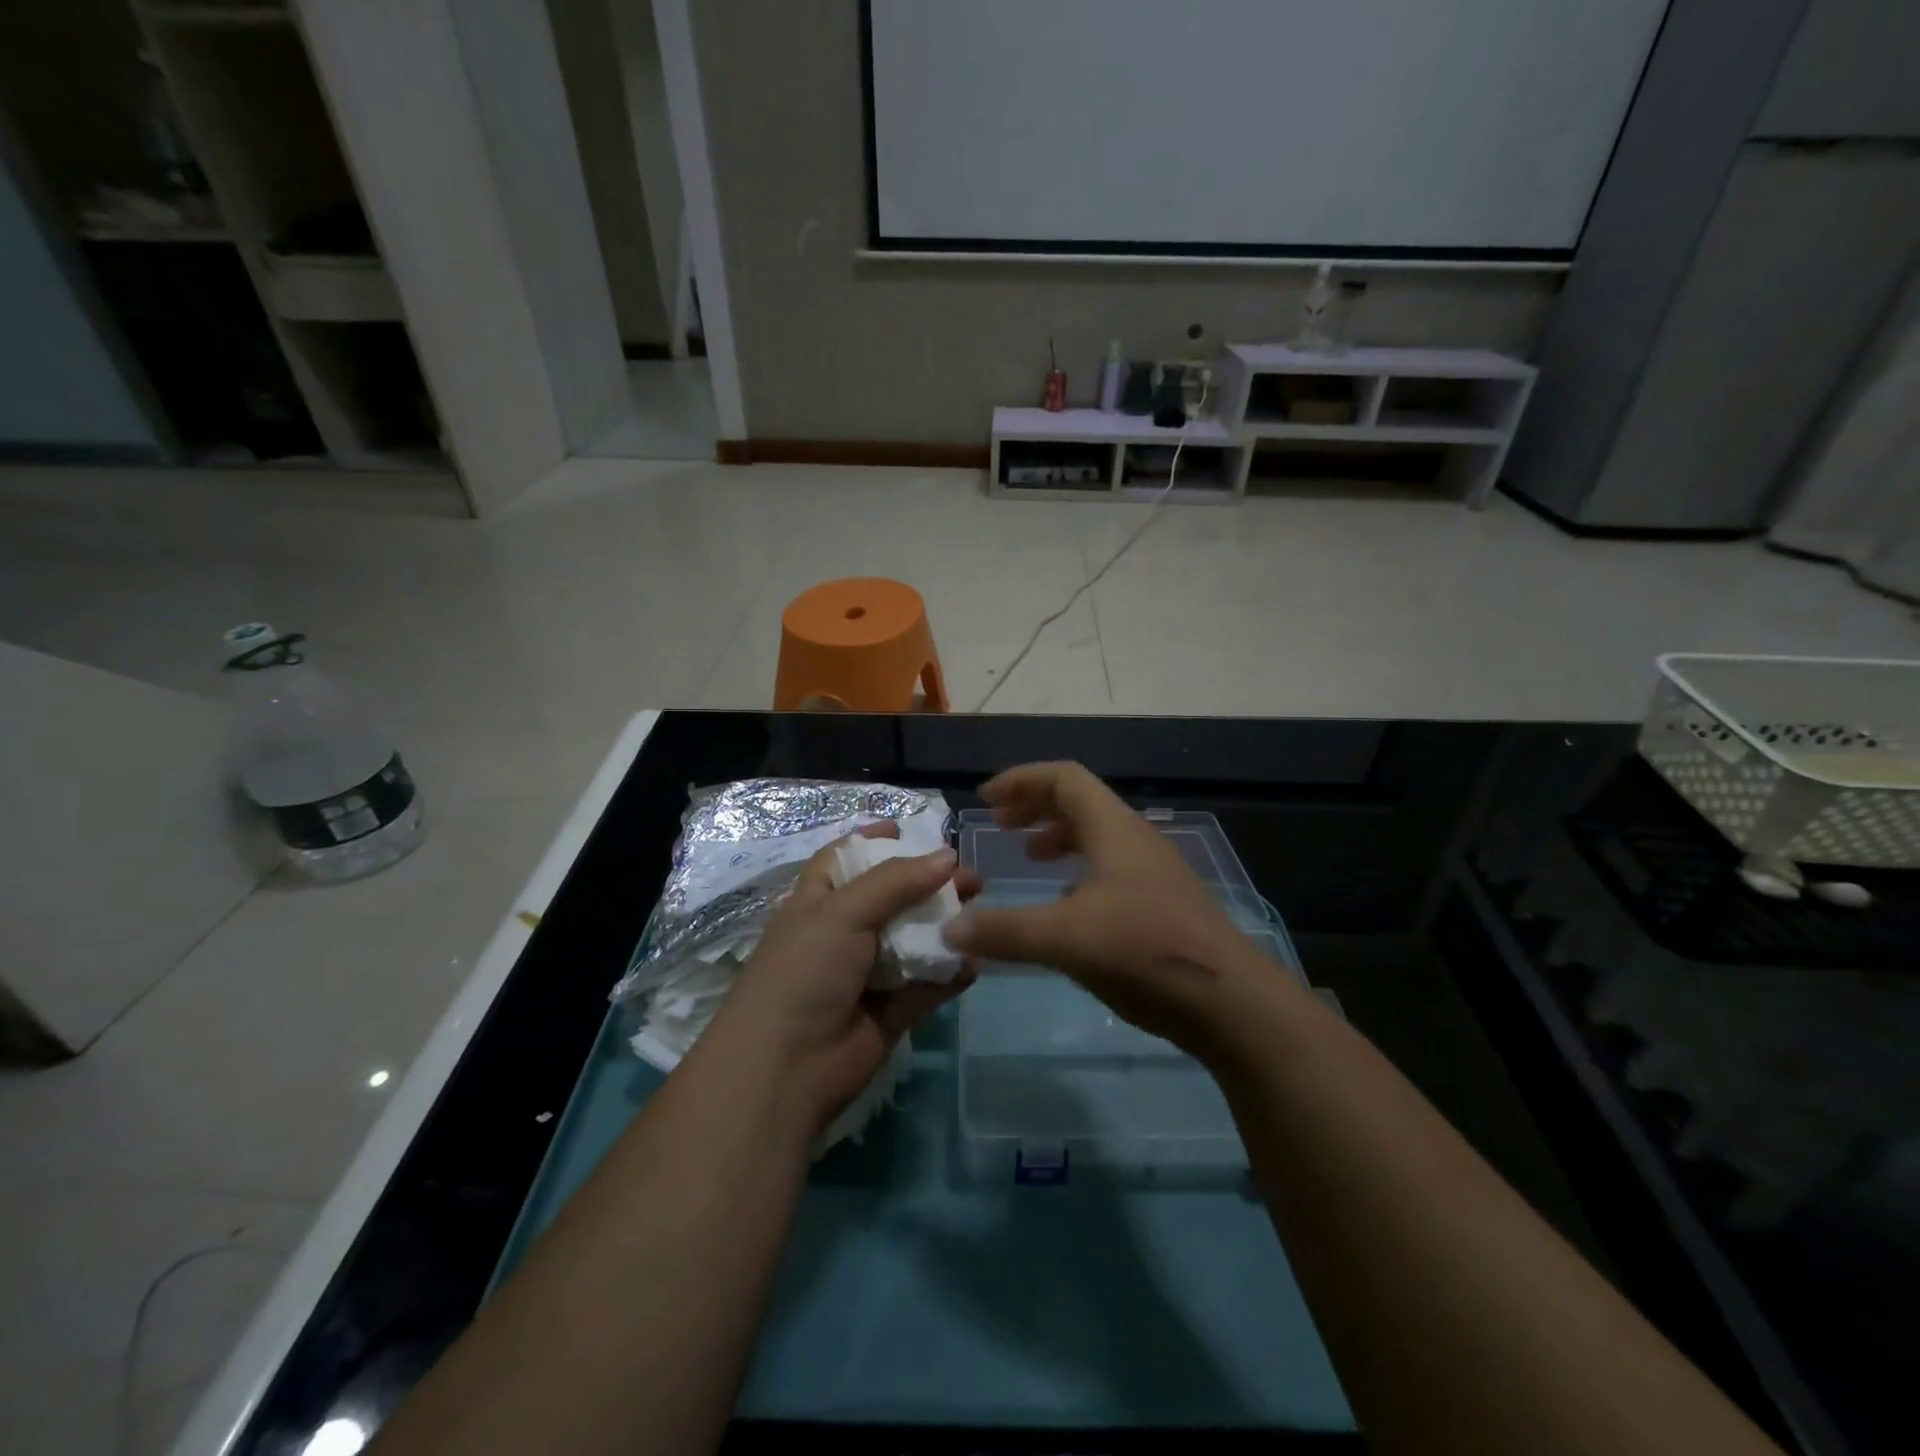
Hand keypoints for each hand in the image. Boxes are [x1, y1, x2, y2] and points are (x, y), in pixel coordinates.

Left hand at [712, 823, 977, 1136]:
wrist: (786, 1068)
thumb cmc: (805, 971)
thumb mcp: (842, 911)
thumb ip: (896, 881)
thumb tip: (947, 856)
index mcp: (817, 903)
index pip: (845, 860)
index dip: (873, 840)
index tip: (908, 826)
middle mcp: (842, 934)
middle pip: (892, 898)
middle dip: (929, 884)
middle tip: (970, 876)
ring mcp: (867, 975)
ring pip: (914, 941)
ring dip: (946, 927)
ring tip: (981, 910)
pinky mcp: (890, 1013)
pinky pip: (927, 985)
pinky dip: (950, 974)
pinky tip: (974, 961)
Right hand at [941, 761, 1279, 1056]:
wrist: (1230, 1001)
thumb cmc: (1145, 951)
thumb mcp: (1065, 938)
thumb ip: (1005, 931)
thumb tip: (950, 928)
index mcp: (1113, 828)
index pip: (1064, 778)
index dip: (1022, 780)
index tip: (986, 799)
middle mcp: (1134, 839)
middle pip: (1080, 802)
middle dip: (1035, 806)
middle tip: (1001, 824)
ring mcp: (1153, 871)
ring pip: (1098, 835)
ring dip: (1058, 837)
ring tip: (1029, 857)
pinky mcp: (1161, 903)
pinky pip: (1111, 867)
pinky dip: (1079, 871)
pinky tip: (1066, 905)